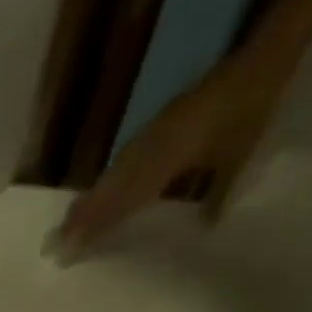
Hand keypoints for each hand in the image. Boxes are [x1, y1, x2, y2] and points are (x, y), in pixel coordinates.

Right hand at [54, 58, 285, 259]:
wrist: (259, 59)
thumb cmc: (250, 112)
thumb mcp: (239, 157)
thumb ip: (217, 193)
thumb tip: (204, 227)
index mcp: (164, 164)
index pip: (120, 205)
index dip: (94, 229)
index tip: (68, 251)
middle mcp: (147, 154)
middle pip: (106, 194)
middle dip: (79, 221)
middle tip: (52, 247)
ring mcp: (147, 139)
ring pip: (109, 179)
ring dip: (87, 204)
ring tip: (64, 226)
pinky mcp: (153, 128)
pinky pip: (122, 162)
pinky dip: (105, 183)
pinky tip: (96, 194)